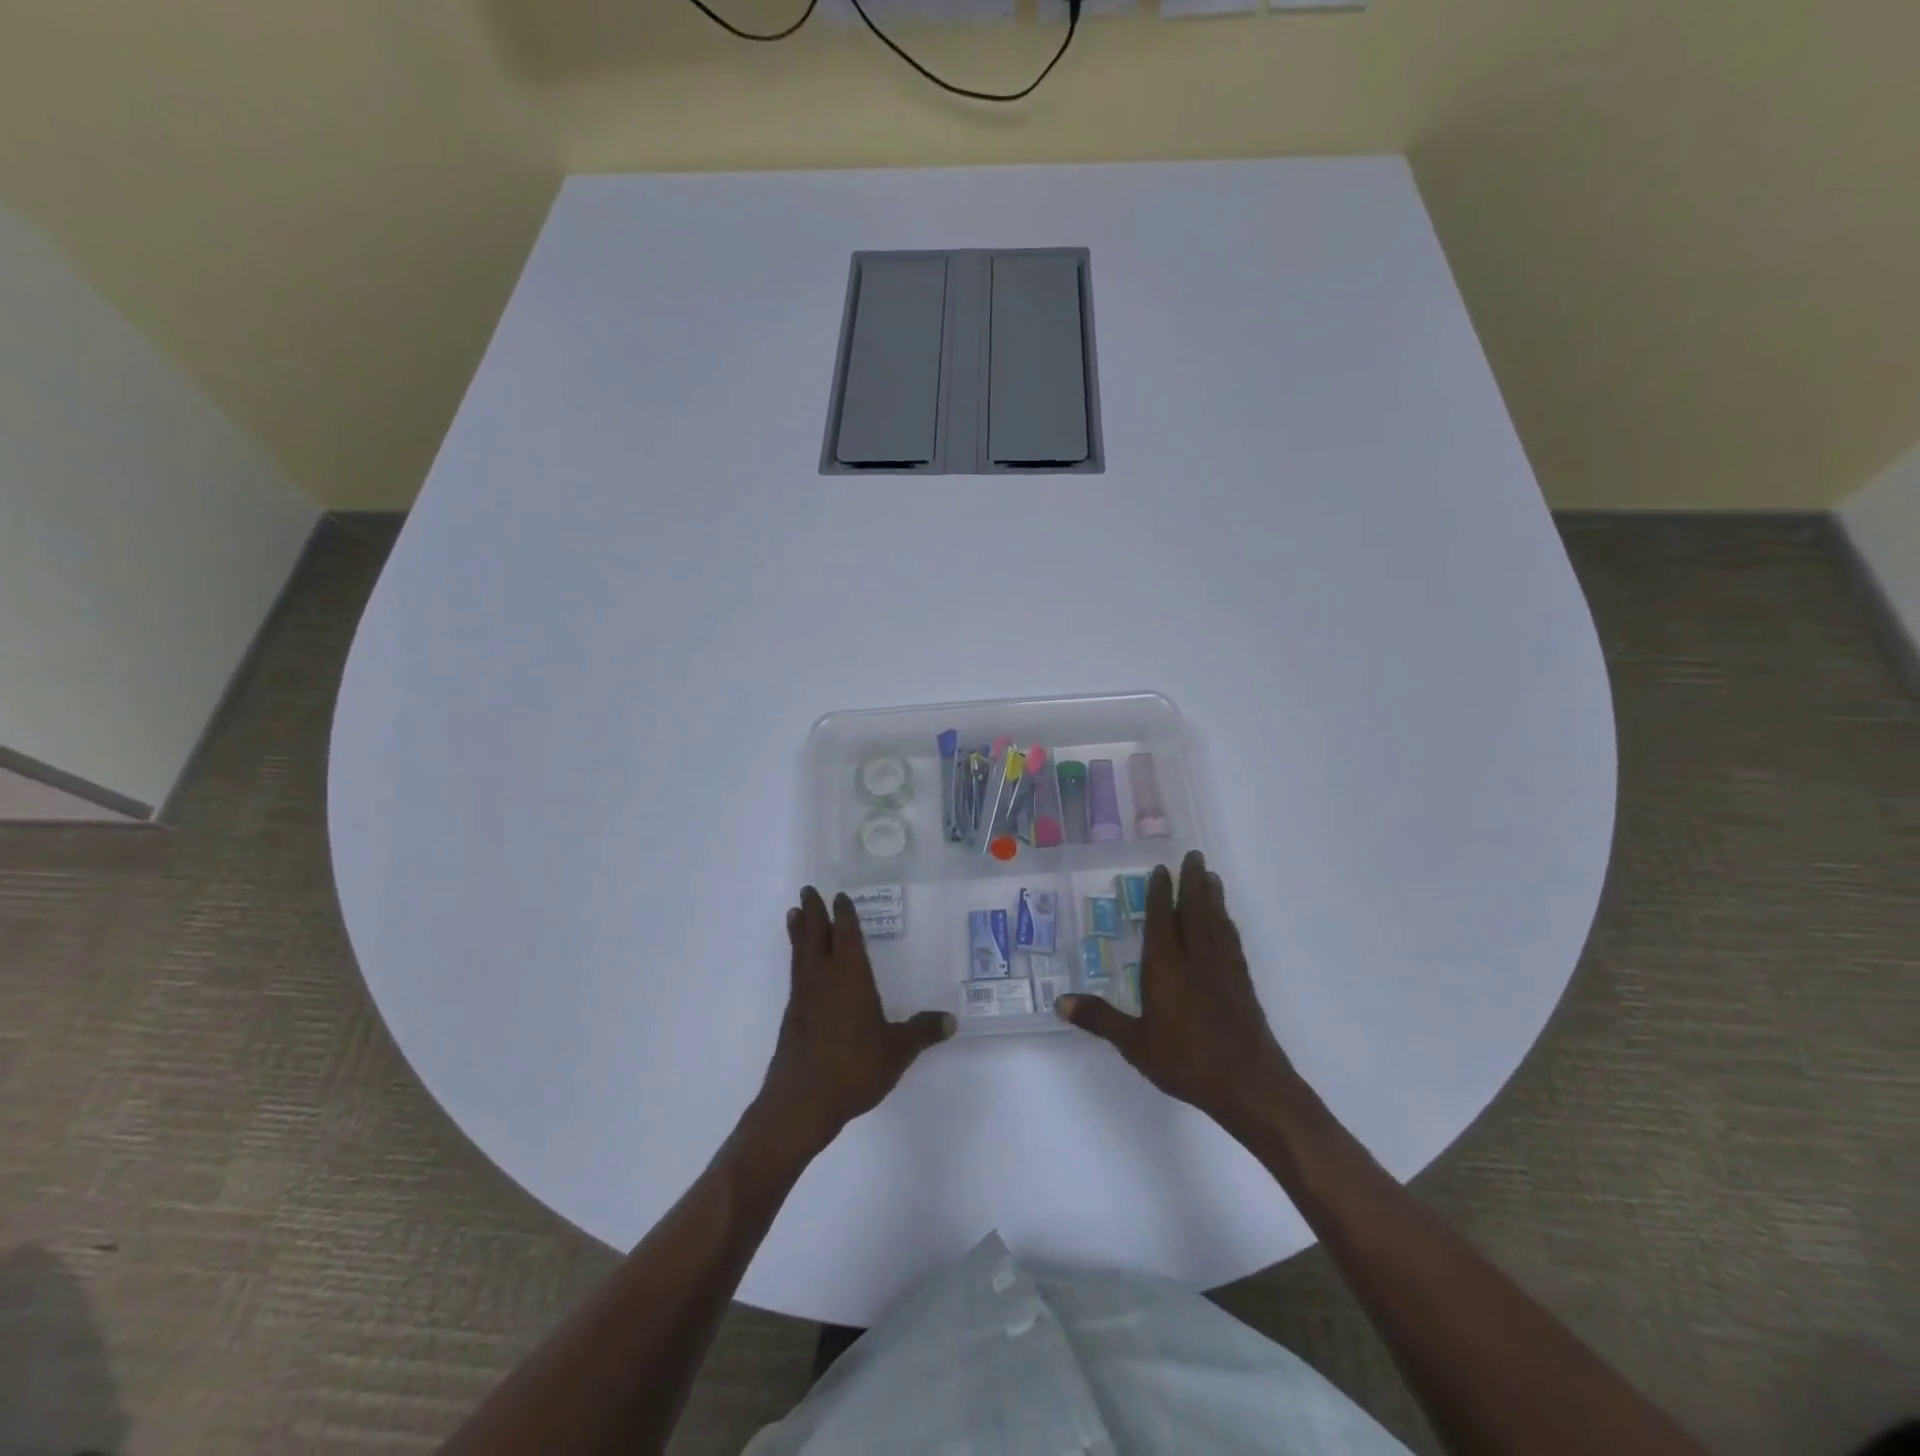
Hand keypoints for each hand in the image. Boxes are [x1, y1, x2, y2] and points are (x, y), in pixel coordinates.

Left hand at [752, 887, 954, 1159]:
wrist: (801, 1102)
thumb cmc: (853, 1068)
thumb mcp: (897, 1051)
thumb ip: (922, 1032)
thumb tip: (952, 1020)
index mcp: (850, 976)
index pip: (846, 935)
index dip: (843, 915)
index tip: (839, 896)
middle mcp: (823, 978)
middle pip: (816, 936)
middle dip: (814, 912)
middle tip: (808, 890)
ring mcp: (803, 997)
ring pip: (800, 953)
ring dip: (799, 932)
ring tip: (794, 914)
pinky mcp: (792, 1017)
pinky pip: (795, 975)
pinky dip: (797, 960)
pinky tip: (801, 969)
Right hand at [1057, 851, 1292, 1133]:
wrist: (1250, 1085)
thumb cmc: (1186, 1061)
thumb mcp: (1135, 1044)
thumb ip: (1100, 1019)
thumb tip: (1060, 1002)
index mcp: (1167, 967)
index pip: (1161, 920)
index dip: (1160, 894)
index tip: (1161, 869)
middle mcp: (1196, 959)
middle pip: (1194, 911)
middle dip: (1192, 882)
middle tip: (1194, 855)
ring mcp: (1224, 970)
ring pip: (1217, 922)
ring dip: (1212, 897)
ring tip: (1210, 876)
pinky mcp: (1243, 985)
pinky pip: (1232, 942)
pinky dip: (1227, 924)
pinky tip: (1227, 923)